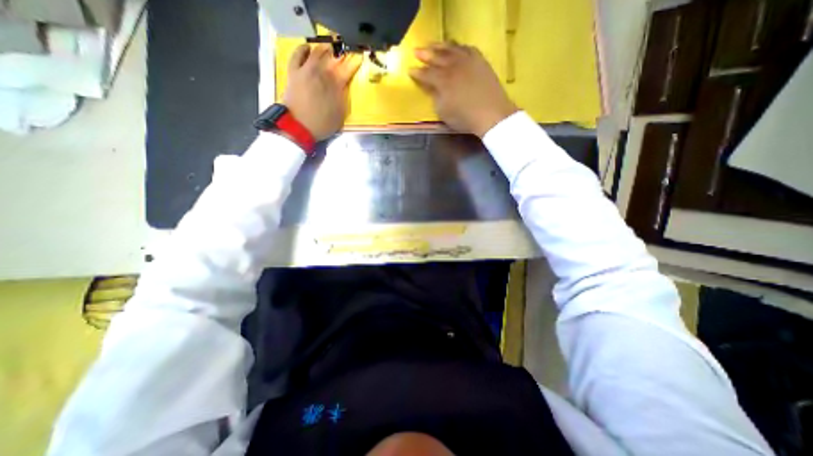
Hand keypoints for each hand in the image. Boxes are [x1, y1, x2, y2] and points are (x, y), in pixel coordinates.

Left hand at [283, 45, 363, 140]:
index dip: (354, 62)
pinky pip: (297, 54)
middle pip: (333, 57)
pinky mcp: (294, 72)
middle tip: (344, 51)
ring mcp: (306, 70)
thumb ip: (343, 99)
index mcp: (336, 85)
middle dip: (340, 53)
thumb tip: (343, 87)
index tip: (359, 58)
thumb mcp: (340, 115)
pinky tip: (307, 47)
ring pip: (316, 52)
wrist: (298, 126)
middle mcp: (321, 73)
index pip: (348, 69)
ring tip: (329, 46)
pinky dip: (303, 49)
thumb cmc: (322, 124)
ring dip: (324, 48)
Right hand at [410, 42, 516, 136]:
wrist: (491, 114)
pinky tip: (455, 48)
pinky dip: (459, 47)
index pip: (426, 74)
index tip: (410, 70)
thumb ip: (436, 98)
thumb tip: (433, 88)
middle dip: (425, 54)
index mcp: (443, 81)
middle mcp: (453, 66)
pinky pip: (467, 48)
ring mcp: (468, 61)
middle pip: (437, 56)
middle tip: (417, 51)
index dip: (417, 72)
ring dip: (440, 46)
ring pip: (451, 48)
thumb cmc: (464, 118)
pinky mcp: (480, 61)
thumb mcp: (444, 113)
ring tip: (433, 45)